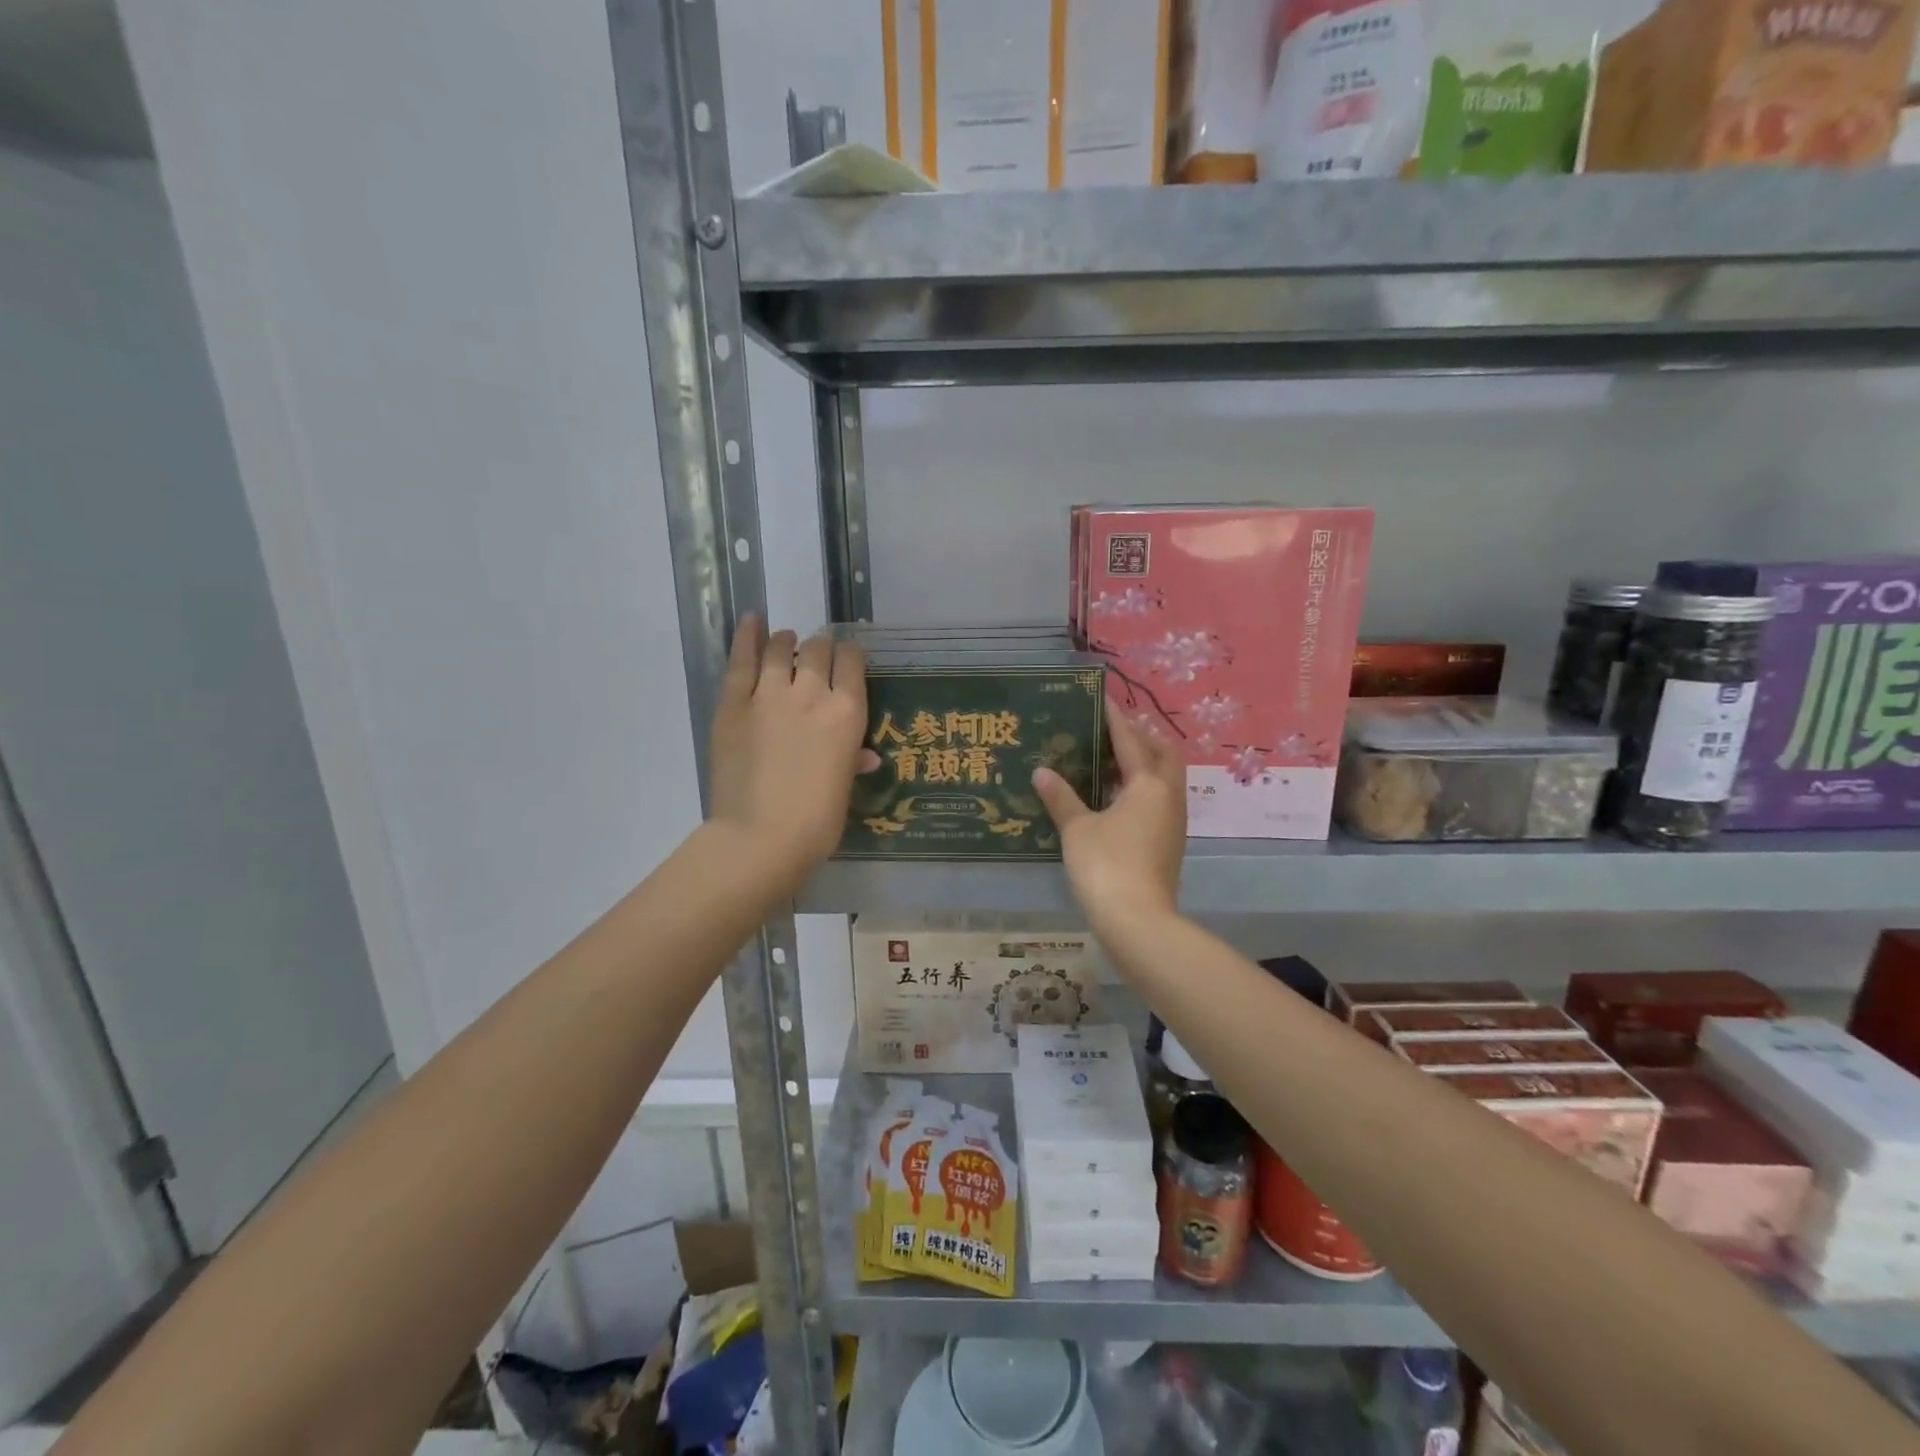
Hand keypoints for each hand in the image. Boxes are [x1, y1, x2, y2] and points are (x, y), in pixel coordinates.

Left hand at [707, 616, 878, 891]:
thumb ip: (852, 761)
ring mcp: (769, 694)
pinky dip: (747, 636)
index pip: (852, 663)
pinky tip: (752, 621)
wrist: (761, 837)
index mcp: (847, 713)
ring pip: (780, 648)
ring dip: (786, 641)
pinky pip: (741, 660)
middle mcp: (812, 693)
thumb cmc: (816, 822)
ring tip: (786, 641)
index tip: (846, 658)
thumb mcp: (844, 788)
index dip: (849, 654)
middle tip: (815, 656)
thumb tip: (865, 755)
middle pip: (818, 650)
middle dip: (820, 648)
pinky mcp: (733, 703)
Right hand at [1031, 707, 1185, 930]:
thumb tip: (1042, 772)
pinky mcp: (1169, 843)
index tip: (1104, 699)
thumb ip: (1061, 798)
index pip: (1131, 741)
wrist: (1138, 921)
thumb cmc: (1106, 865)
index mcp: (1148, 785)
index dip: (1116, 719)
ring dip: (1146, 765)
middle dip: (1144, 738)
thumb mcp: (1077, 829)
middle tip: (1116, 732)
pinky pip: (1160, 801)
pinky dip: (1143, 789)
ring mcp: (1173, 822)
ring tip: (1115, 761)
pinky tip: (1118, 798)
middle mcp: (1168, 797)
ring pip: (1166, 780)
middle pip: (1164, 755)